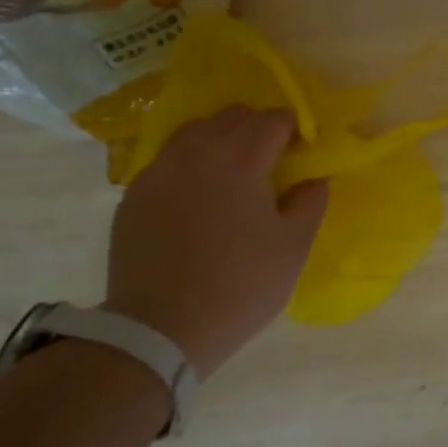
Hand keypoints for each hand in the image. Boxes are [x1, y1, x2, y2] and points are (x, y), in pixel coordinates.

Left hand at [103, 107, 328, 375]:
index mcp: (239, 159)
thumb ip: (310, 202)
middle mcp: (195, 152)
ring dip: (220, 139)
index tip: (302, 152)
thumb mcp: (293, 248)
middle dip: (257, 128)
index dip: (293, 130)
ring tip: (232, 172)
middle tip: (271, 160)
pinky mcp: (133, 194)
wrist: (160, 329)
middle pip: (232, 117)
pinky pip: (168, 160)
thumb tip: (314, 178)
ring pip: (194, 132)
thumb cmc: (239, 286)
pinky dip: (190, 163)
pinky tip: (197, 196)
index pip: (272, 120)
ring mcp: (158, 171)